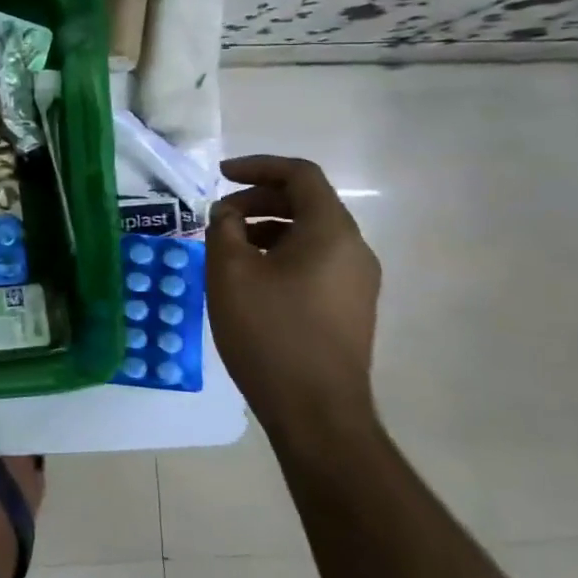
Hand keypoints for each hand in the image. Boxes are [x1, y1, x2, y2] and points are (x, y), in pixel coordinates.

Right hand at [207, 155, 381, 445]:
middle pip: (307, 203)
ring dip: (267, 229)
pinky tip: (251, 280)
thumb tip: (227, 213)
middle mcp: (354, 249)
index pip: (300, 175)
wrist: (316, 412)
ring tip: (228, 249)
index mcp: (331, 231)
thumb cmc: (270, 332)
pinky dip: (281, 255)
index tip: (220, 175)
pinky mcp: (350, 308)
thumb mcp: (230, 272)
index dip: (258, 166)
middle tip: (219, 217)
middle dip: (258, 200)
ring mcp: (357, 281)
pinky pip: (315, 262)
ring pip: (310, 235)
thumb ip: (223, 229)